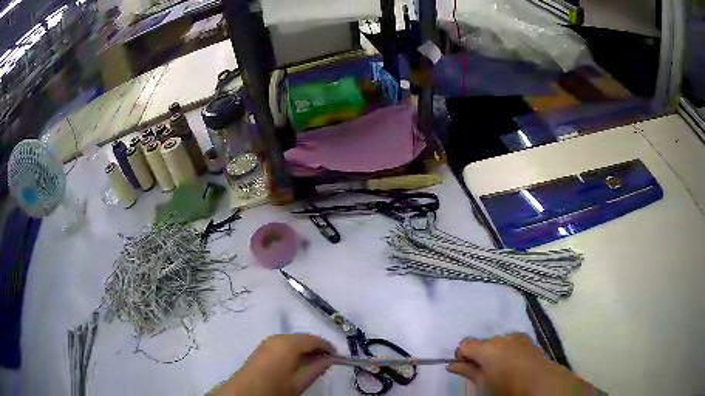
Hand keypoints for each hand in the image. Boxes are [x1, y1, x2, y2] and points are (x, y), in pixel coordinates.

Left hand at [211, 334, 334, 395]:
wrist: (243, 394)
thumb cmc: (274, 390)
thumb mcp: (298, 384)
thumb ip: (316, 369)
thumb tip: (329, 360)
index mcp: (288, 344)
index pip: (314, 339)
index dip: (327, 347)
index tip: (337, 357)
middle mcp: (277, 338)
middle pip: (302, 338)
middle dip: (315, 348)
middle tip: (326, 361)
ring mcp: (266, 342)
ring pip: (292, 341)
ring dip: (304, 350)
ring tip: (313, 363)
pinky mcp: (260, 349)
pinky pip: (282, 345)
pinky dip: (292, 351)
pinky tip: (296, 363)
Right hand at [447, 333, 600, 395]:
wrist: (541, 382)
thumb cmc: (507, 386)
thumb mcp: (483, 383)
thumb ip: (467, 371)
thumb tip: (451, 365)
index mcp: (487, 347)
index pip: (465, 344)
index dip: (462, 356)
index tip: (465, 369)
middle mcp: (501, 337)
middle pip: (482, 343)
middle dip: (479, 355)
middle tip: (483, 373)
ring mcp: (517, 337)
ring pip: (498, 342)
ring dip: (494, 353)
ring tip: (500, 370)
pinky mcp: (528, 340)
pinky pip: (511, 343)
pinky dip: (507, 351)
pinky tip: (513, 365)